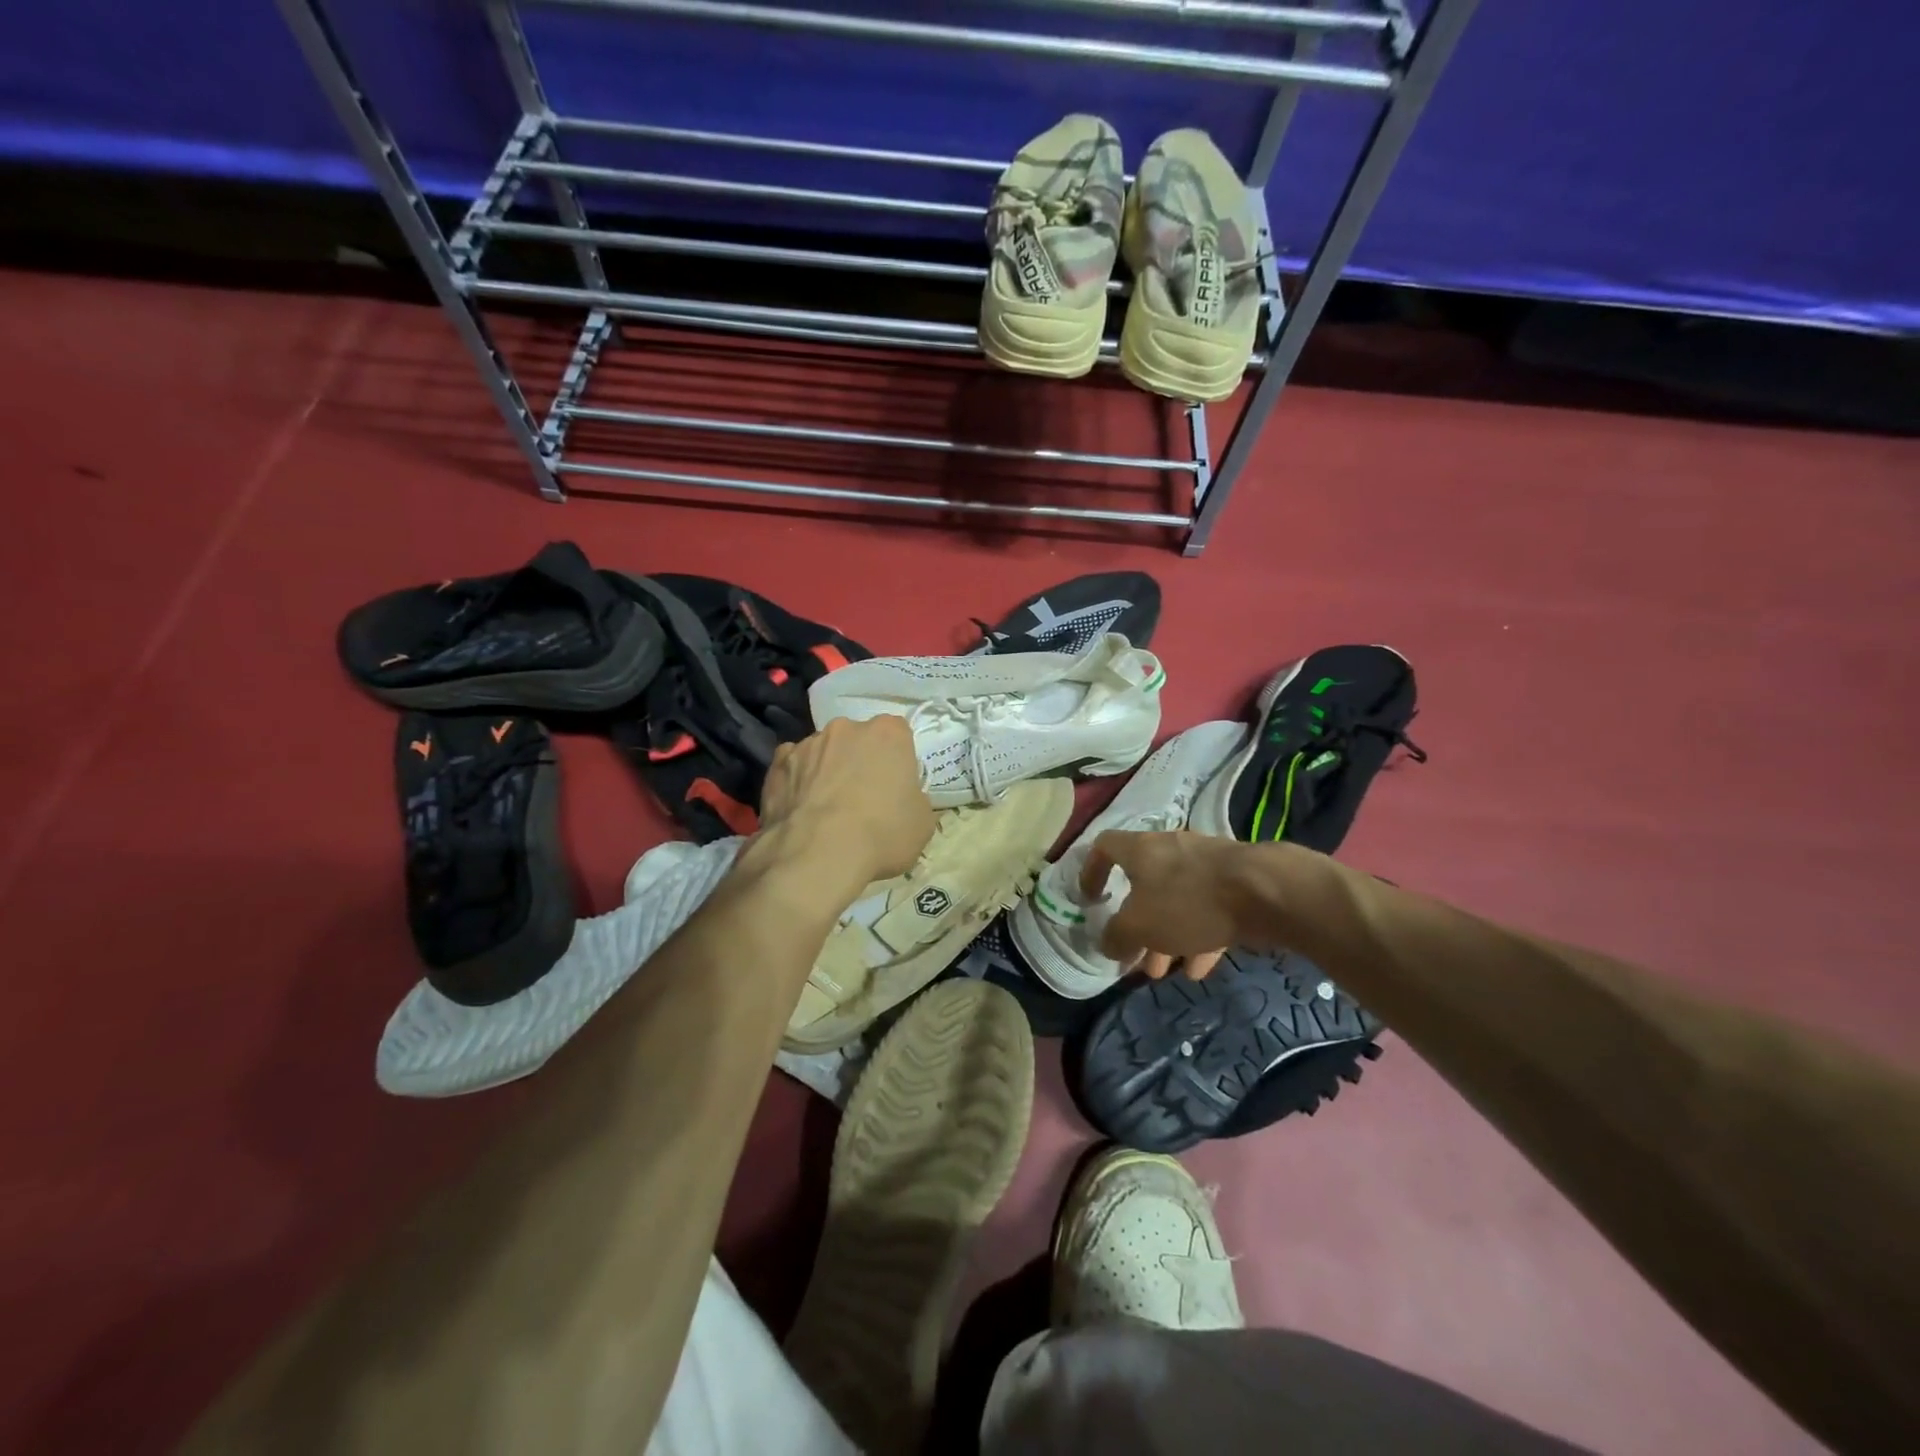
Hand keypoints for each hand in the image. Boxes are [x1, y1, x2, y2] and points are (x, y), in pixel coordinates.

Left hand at [759, 716, 934, 885]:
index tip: (894, 786)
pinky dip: (796, 782)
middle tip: (862, 799)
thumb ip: (914, 799)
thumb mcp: (922, 823)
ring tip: (825, 811)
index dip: (897, 761)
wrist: (817, 855)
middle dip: (859, 762)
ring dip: (826, 771)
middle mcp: (846, 728)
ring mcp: (808, 743)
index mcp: (888, 733)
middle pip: (857, 740)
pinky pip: (791, 767)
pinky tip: (799, 809)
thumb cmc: (881, 834)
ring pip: (823, 752)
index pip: (898, 736)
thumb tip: (902, 800)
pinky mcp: (777, 763)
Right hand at [1079, 830, 1249, 980]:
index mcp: (1140, 850)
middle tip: (1135, 956)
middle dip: (1137, 924)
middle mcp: (1170, 849)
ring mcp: (1205, 864)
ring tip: (1166, 972)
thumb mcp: (1139, 925)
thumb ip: (1116, 936)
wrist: (1264, 891)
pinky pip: (1207, 909)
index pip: (1104, 847)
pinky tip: (1201, 968)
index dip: (1091, 872)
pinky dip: (1199, 937)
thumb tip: (1108, 943)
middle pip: (1143, 884)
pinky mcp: (1235, 882)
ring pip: (1176, 900)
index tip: (1090, 900)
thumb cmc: (1188, 901)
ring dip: (1167, 936)